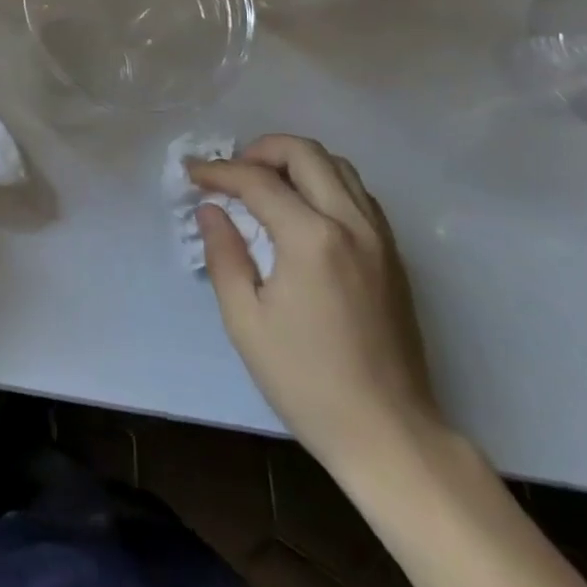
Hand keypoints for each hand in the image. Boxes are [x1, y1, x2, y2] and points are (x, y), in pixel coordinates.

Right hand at [192, 135, 443, 475]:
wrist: (390, 436)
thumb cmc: (307, 381)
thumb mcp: (246, 321)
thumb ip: (224, 255)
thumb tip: (211, 210)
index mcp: (312, 238)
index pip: (258, 181)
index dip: (219, 172)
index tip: (192, 174)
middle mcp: (351, 223)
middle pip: (305, 152)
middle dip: (260, 150)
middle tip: (232, 173)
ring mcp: (380, 237)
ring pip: (338, 165)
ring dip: (295, 162)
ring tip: (264, 184)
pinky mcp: (394, 255)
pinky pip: (357, 193)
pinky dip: (324, 182)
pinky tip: (302, 210)